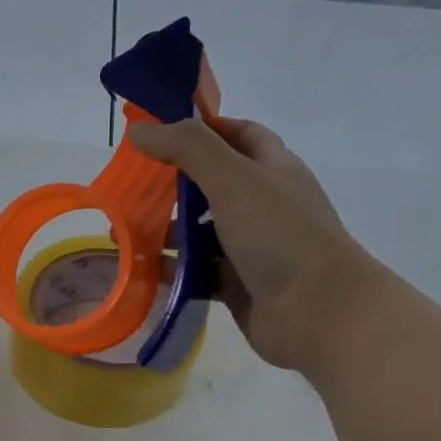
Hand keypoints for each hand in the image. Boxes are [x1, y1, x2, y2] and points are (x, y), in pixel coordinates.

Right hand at [129, 116, 374, 373]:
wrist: (317, 312)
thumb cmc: (279, 235)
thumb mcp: (233, 178)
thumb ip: (187, 148)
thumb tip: (140, 129)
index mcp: (272, 168)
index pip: (238, 134)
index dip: (202, 128)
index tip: (158, 134)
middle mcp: (263, 204)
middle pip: (211, 185)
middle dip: (171, 186)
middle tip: (129, 189)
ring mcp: (251, 247)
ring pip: (201, 232)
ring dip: (165, 232)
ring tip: (123, 235)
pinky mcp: (238, 285)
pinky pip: (198, 272)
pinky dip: (173, 270)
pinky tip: (142, 270)